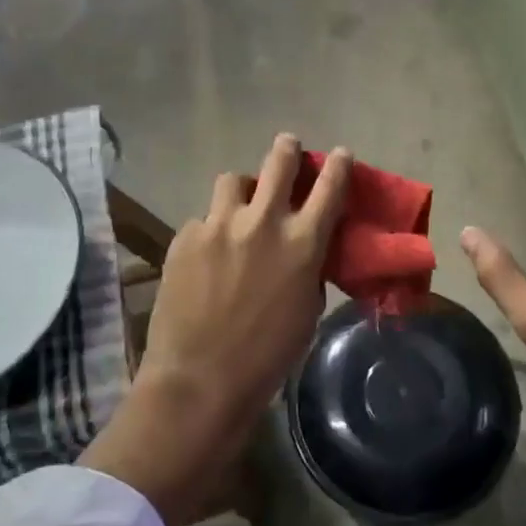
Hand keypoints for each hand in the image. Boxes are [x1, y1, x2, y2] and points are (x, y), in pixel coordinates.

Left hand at [80, 135, 351, 525]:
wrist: (201, 379)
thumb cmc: (267, 357)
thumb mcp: (306, 310)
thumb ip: (308, 268)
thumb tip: (302, 250)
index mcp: (302, 243)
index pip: (330, 187)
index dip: (338, 165)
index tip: (340, 154)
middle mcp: (263, 223)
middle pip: (279, 163)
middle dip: (287, 150)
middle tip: (287, 146)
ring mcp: (219, 225)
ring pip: (233, 181)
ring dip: (242, 190)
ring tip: (239, 206)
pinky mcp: (185, 236)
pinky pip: (203, 220)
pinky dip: (211, 230)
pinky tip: (206, 256)